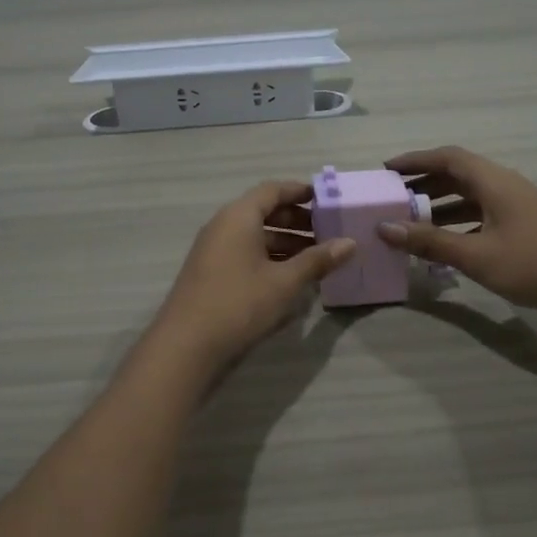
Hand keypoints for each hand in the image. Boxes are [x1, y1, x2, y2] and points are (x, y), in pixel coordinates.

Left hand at [148, 180, 354, 375]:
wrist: (186, 345)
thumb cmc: (239, 304)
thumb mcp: (285, 282)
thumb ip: (317, 260)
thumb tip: (350, 243)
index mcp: (239, 217)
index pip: (272, 190)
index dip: (300, 191)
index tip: (327, 199)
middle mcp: (223, 226)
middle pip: (263, 212)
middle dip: (297, 220)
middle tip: (328, 232)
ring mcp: (214, 250)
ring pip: (255, 235)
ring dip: (285, 242)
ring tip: (316, 258)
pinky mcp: (211, 273)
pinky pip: (245, 253)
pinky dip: (269, 258)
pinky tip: (290, 277)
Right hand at [376, 147, 536, 324]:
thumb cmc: (534, 264)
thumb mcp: (476, 255)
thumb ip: (429, 241)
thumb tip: (384, 228)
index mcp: (493, 182)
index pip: (447, 157)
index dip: (415, 160)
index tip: (385, 169)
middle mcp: (504, 186)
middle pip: (457, 175)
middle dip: (423, 183)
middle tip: (392, 198)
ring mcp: (516, 206)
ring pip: (470, 196)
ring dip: (440, 205)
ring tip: (410, 221)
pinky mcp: (524, 227)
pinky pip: (481, 214)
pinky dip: (458, 223)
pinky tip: (444, 244)